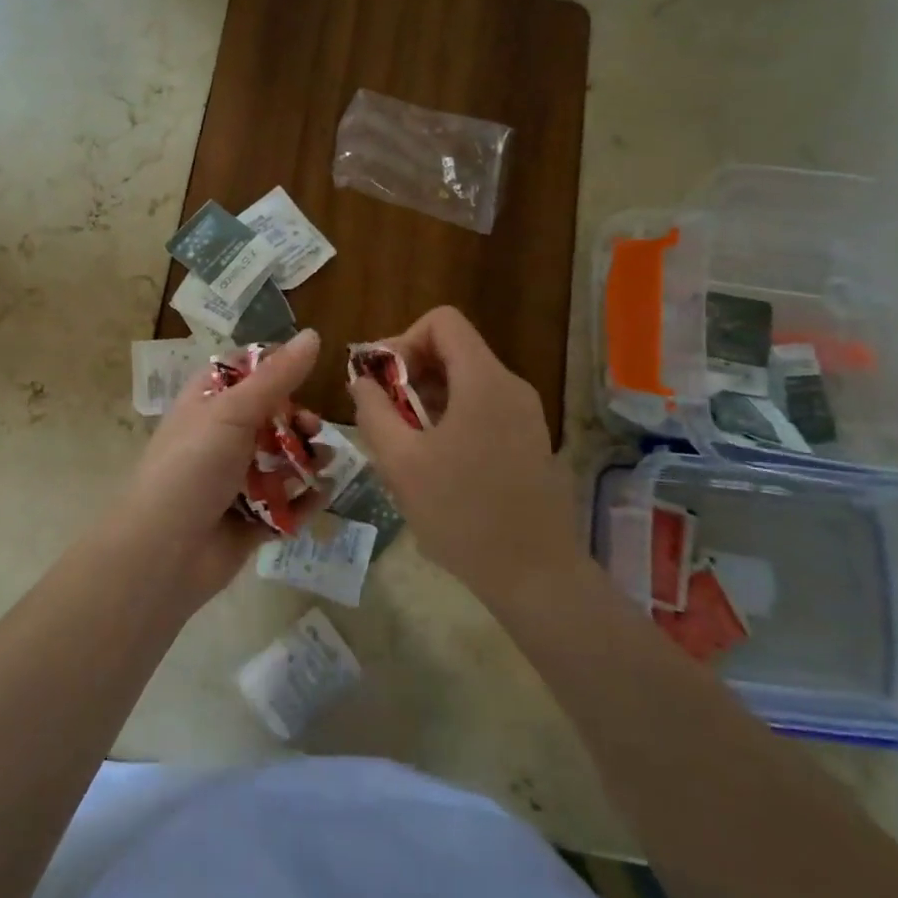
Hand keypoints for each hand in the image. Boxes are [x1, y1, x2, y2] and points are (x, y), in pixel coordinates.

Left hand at [106, 328, 323, 604]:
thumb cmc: (192, 467)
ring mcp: (234, 480)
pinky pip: (286, 504)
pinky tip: (320, 494)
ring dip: (306, 459)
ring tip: (322, 463)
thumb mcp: (233, 412)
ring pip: (281, 460)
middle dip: (297, 419)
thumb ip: (276, 376)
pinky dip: (304, 500)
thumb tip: (313, 333)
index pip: (243, 371)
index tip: (306, 369)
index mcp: (207, 403)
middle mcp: (220, 437)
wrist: (163, 552)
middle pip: (270, 417)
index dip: (274, 367)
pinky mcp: (250, 519)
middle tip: (313, 428)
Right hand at [349, 307, 581, 602]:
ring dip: (427, 398)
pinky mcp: (529, 439)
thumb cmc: (462, 515)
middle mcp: (510, 386)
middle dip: (410, 372)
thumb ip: (374, 411)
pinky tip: (434, 460)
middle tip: (383, 413)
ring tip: (403, 441)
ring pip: (466, 380)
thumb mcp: (401, 462)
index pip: (442, 322)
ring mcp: (525, 413)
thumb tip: (361, 380)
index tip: (382, 381)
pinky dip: (451, 416)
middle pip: (454, 349)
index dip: (403, 339)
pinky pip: (483, 406)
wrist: (535, 575)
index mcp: (483, 381)